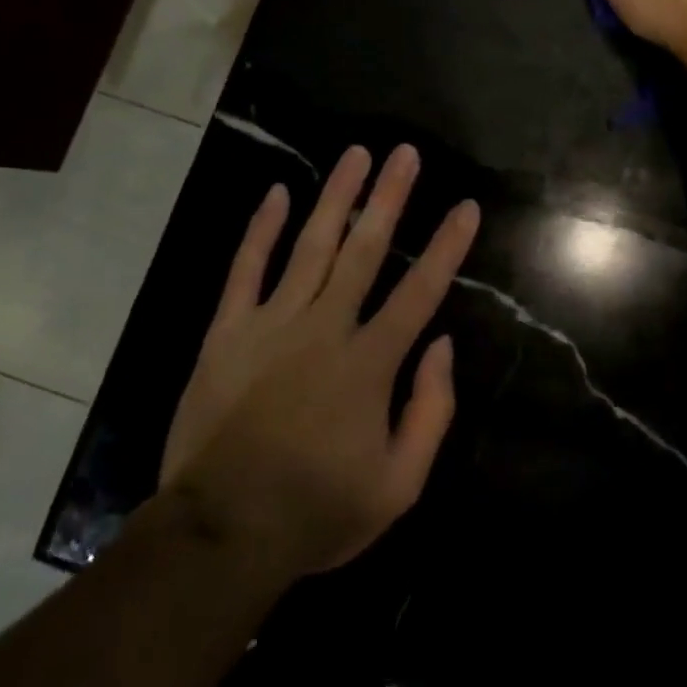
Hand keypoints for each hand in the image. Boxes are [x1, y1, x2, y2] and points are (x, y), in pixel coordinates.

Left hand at [158, 145, 478, 580]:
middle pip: (365, 250)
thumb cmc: (315, 512)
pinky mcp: (228, 331)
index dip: (447, 247)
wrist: (220, 533)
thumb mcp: (397, 487)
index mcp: (369, 363)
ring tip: (356, 154)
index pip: (419, 291)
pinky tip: (277, 192)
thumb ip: (430, 412)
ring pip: (311, 245)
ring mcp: (273, 323)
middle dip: (389, 197)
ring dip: (337, 196)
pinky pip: (246, 269)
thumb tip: (443, 346)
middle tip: (406, 153)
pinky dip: (260, 229)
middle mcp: (325, 327)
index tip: (466, 206)